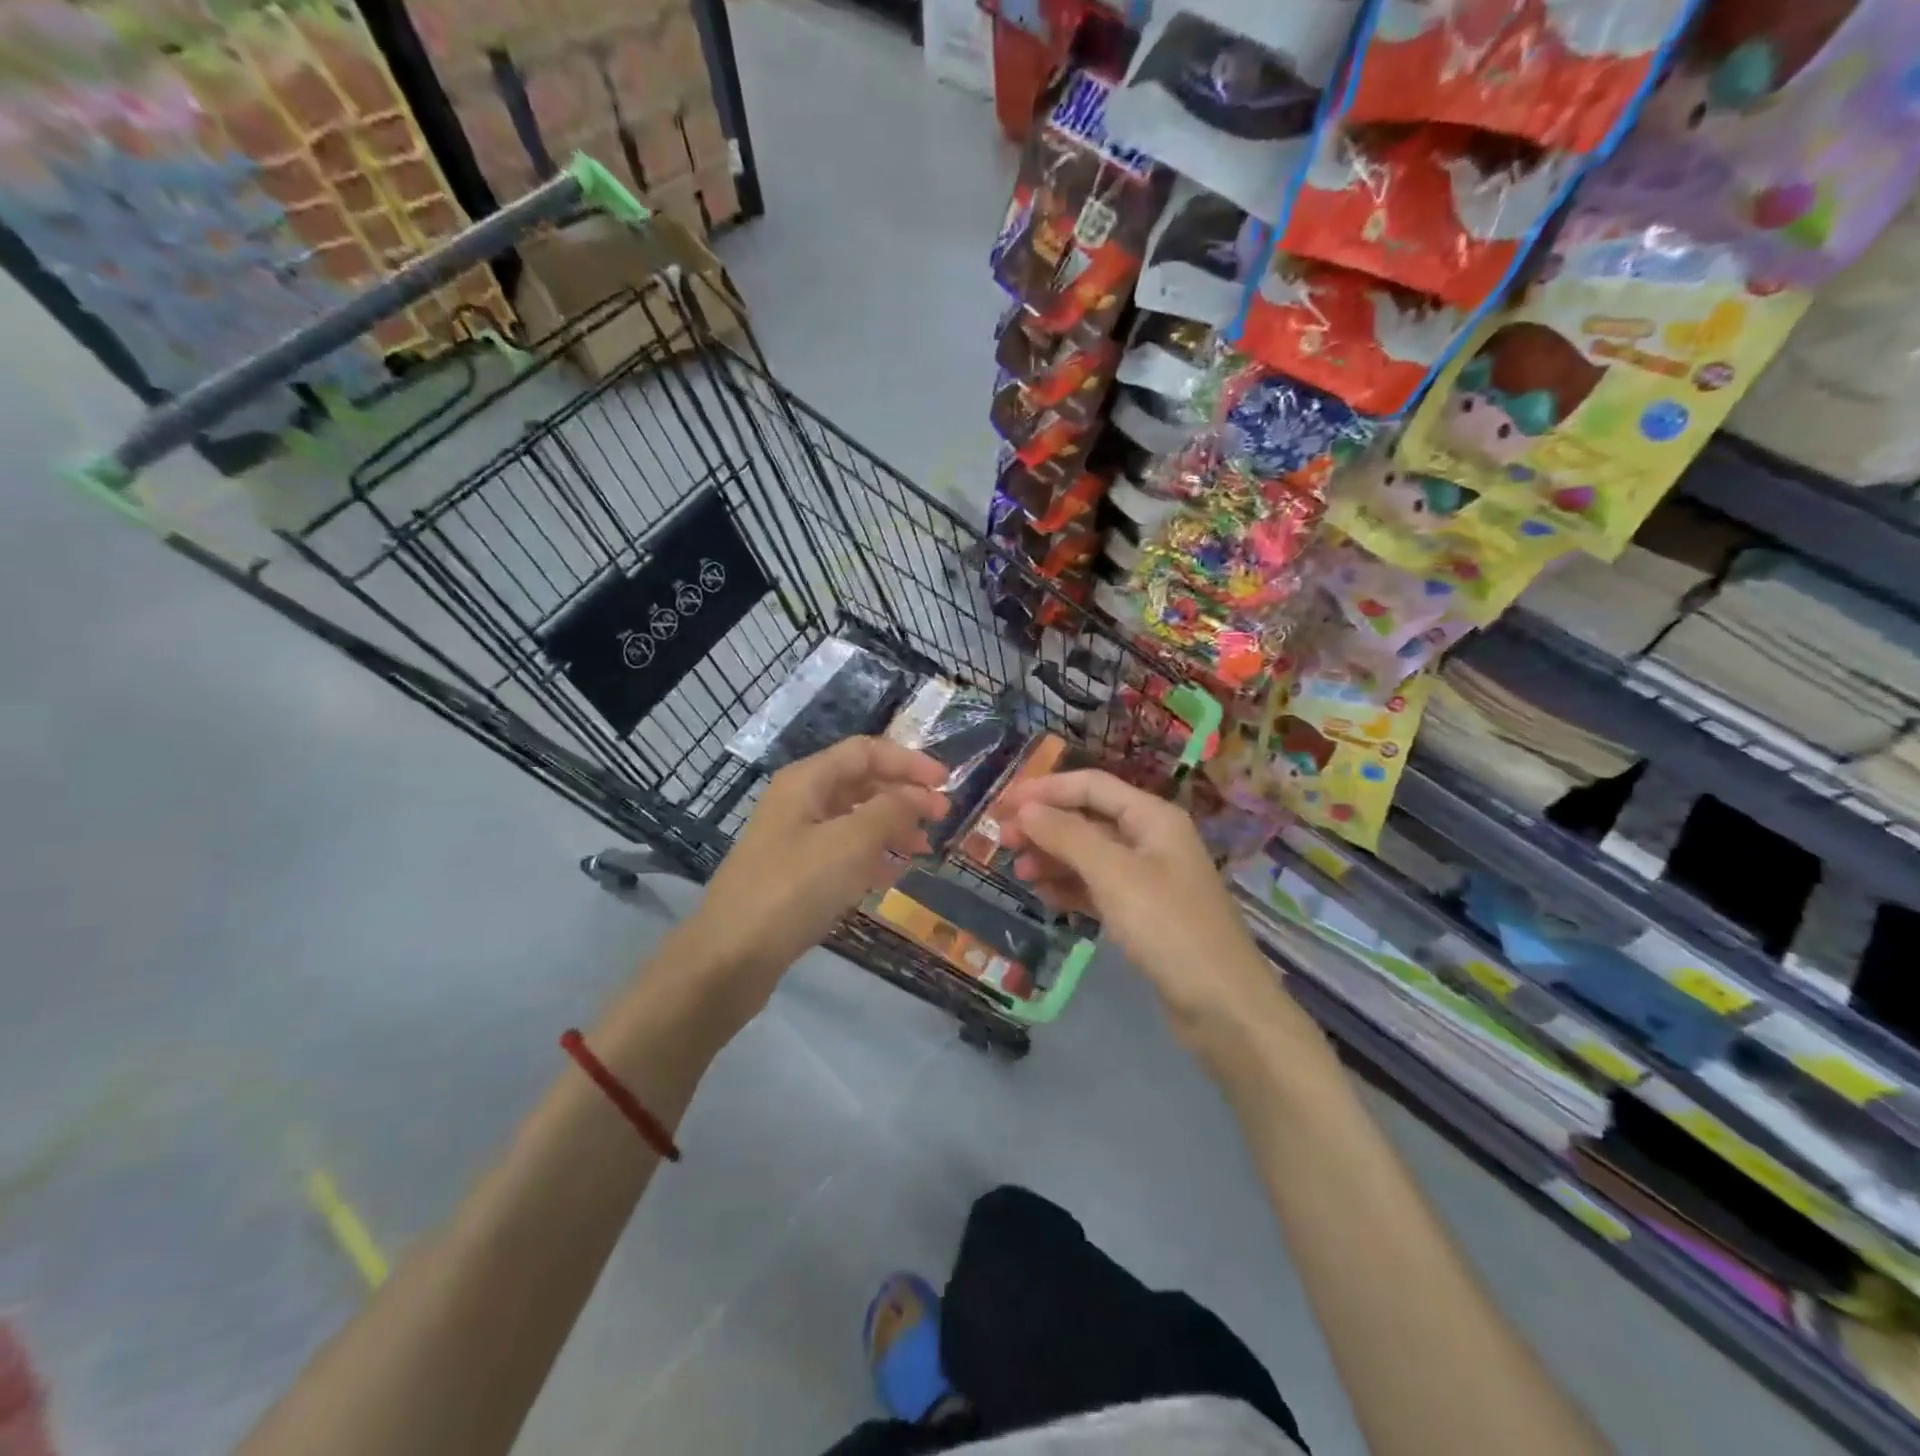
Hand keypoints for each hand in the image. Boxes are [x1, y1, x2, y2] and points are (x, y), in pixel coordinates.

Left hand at [677, 738, 947, 1012]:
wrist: (731, 957)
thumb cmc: (794, 889)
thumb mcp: (850, 843)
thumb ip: (891, 811)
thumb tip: (918, 796)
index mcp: (807, 781)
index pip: (866, 752)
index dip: (909, 761)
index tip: (946, 783)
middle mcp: (800, 802)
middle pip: (861, 783)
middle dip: (904, 795)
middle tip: (942, 818)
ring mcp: (795, 839)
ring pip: (854, 819)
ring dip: (892, 827)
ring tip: (924, 849)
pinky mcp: (796, 874)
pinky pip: (843, 852)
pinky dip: (872, 856)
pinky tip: (893, 873)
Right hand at [996, 770, 1303, 1059]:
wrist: (1223, 1007)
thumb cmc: (1168, 928)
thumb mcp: (1113, 874)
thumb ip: (1067, 836)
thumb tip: (1026, 809)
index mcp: (1152, 817)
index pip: (1090, 786)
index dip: (1044, 790)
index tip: (1001, 804)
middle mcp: (1151, 839)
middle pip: (1088, 819)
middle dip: (1044, 825)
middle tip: (1001, 841)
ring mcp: (1148, 879)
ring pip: (1090, 855)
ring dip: (1053, 858)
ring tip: (1017, 873)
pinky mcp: (1144, 914)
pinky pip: (1098, 888)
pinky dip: (1070, 888)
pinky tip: (1045, 897)